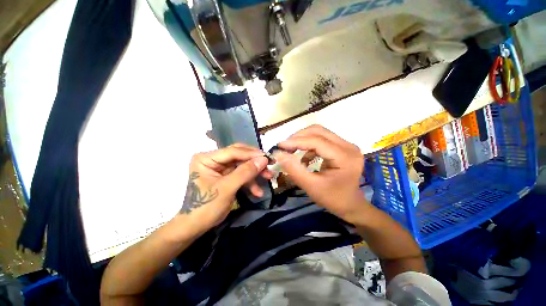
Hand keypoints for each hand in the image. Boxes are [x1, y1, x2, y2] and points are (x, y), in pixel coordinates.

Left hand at [178, 144, 269, 233]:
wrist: (195, 227)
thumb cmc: (206, 206)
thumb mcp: (227, 188)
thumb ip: (245, 172)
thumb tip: (263, 159)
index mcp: (207, 158)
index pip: (233, 151)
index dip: (252, 154)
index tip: (268, 158)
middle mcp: (214, 159)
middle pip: (240, 155)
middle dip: (255, 162)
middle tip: (270, 165)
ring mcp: (221, 168)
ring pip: (243, 165)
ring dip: (255, 173)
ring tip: (268, 177)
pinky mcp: (226, 176)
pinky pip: (242, 175)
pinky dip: (250, 182)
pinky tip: (257, 192)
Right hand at [274, 125, 366, 222]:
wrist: (350, 205)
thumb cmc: (332, 198)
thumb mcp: (311, 186)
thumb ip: (293, 169)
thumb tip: (278, 154)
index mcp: (344, 157)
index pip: (317, 141)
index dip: (296, 141)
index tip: (280, 145)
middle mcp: (348, 146)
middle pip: (319, 131)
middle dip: (299, 137)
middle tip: (285, 147)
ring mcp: (347, 145)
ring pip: (320, 133)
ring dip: (303, 139)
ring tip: (292, 150)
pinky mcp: (343, 147)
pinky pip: (323, 139)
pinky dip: (309, 145)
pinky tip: (304, 156)